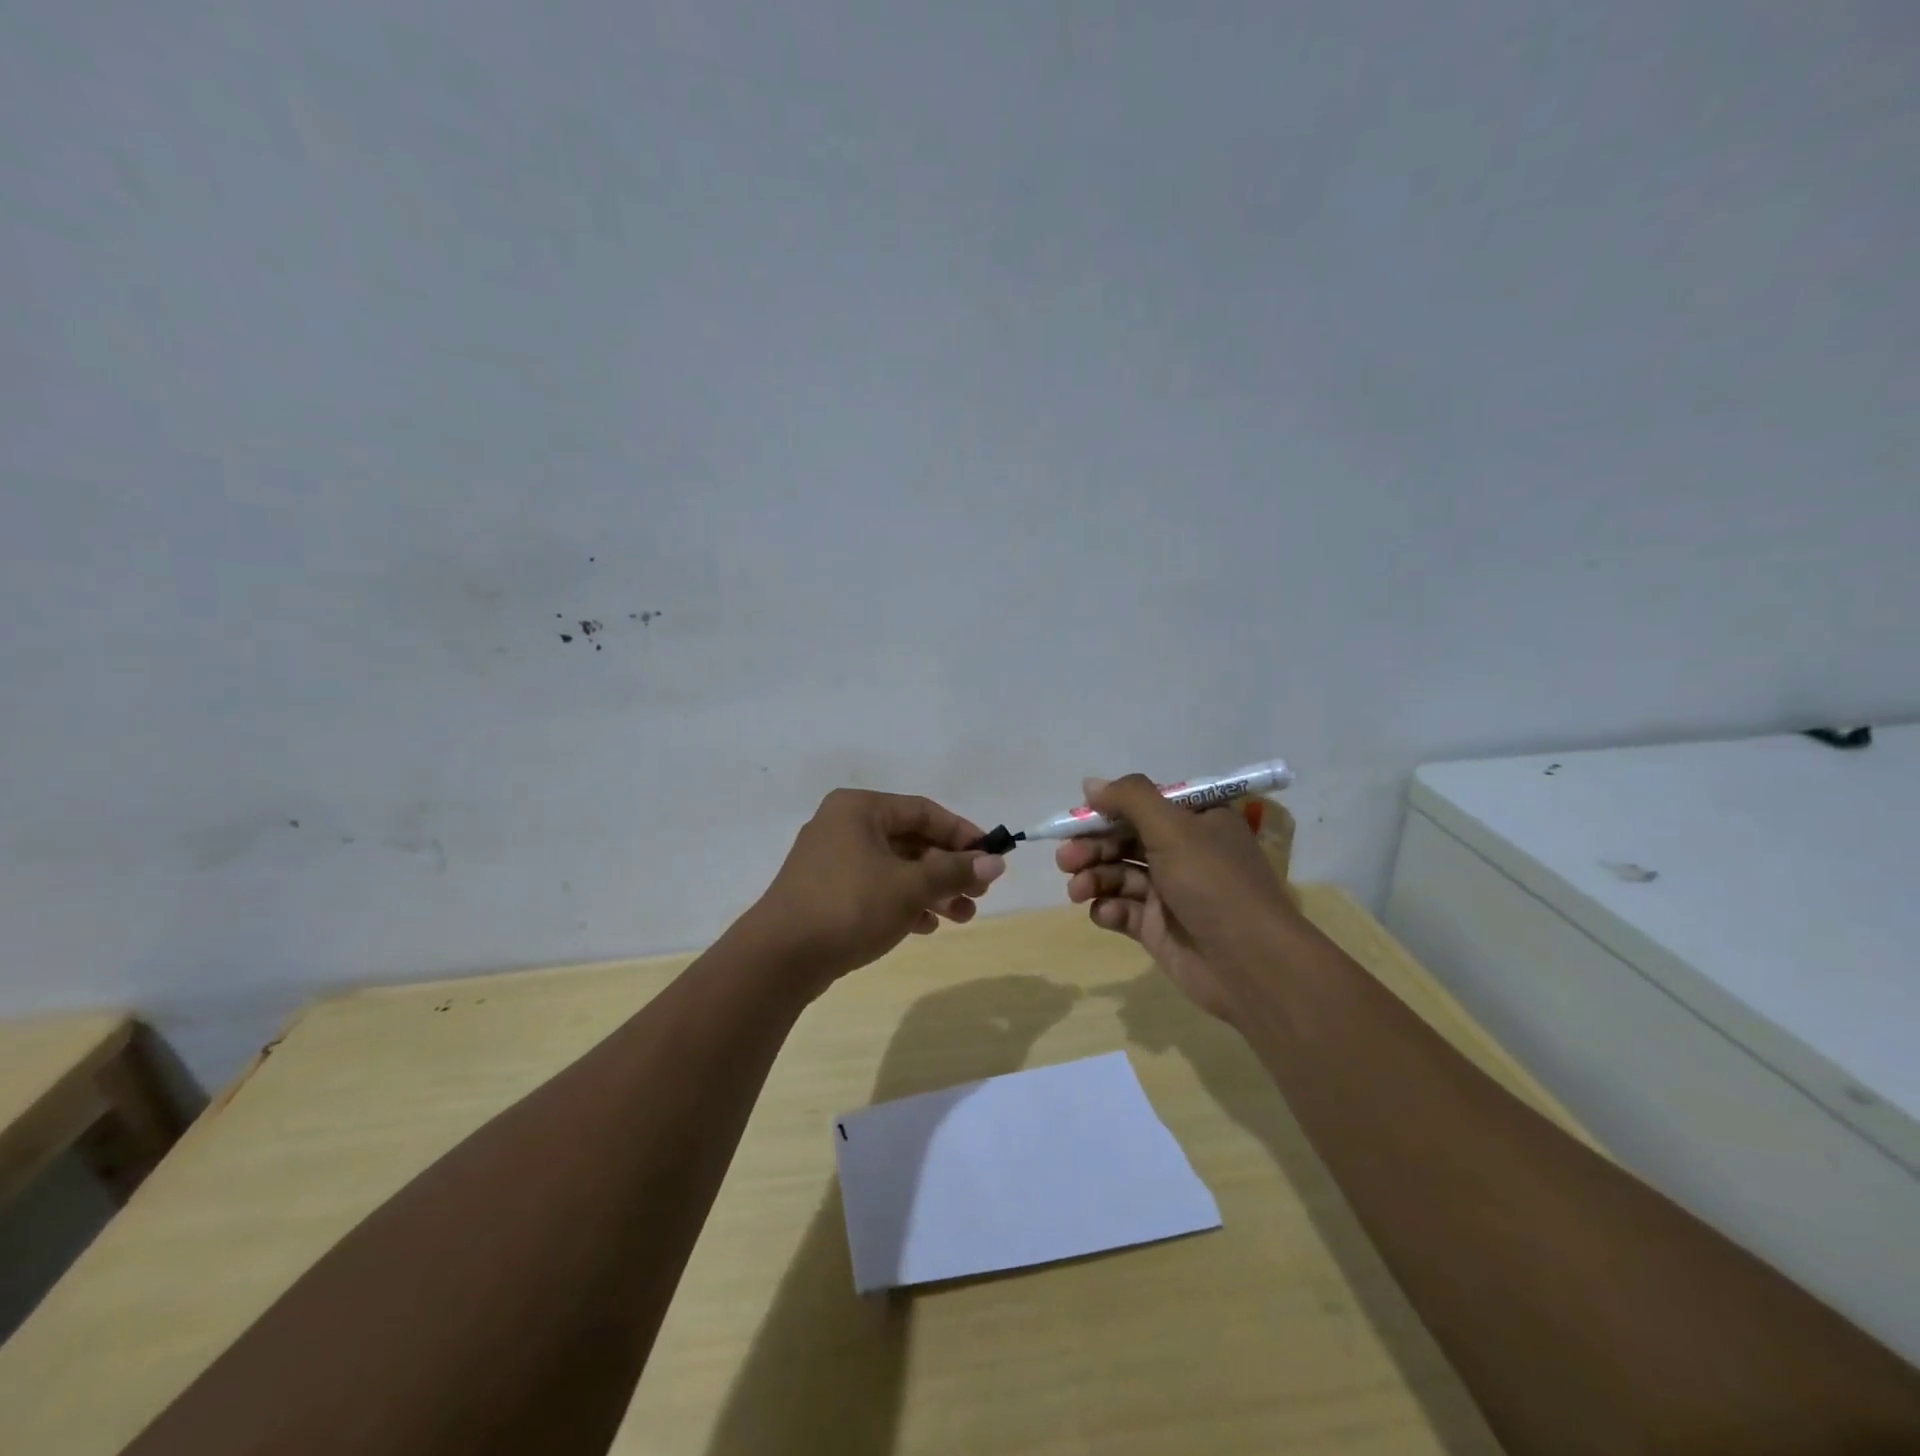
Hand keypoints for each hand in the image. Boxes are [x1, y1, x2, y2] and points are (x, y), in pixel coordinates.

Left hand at [745, 789, 1005, 993]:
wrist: (779, 958)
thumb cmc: (849, 906)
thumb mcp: (910, 886)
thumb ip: (954, 870)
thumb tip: (996, 861)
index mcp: (859, 808)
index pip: (923, 811)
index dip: (962, 833)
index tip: (991, 858)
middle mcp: (843, 825)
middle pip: (910, 840)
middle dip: (948, 869)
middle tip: (978, 895)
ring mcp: (831, 860)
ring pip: (894, 868)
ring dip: (931, 890)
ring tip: (961, 917)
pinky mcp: (825, 892)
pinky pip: (875, 888)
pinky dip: (903, 903)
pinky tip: (925, 926)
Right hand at [1057, 774, 1297, 1022]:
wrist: (1251, 964)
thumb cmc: (1214, 883)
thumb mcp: (1173, 828)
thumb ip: (1130, 799)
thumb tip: (1090, 783)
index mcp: (1197, 822)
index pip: (1144, 805)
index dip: (1108, 810)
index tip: (1078, 817)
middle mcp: (1184, 852)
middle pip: (1125, 840)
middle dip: (1092, 847)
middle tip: (1066, 859)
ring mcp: (1170, 892)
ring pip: (1119, 875)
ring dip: (1094, 878)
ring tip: (1077, 890)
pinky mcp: (1158, 928)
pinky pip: (1123, 910)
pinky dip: (1109, 910)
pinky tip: (1106, 914)